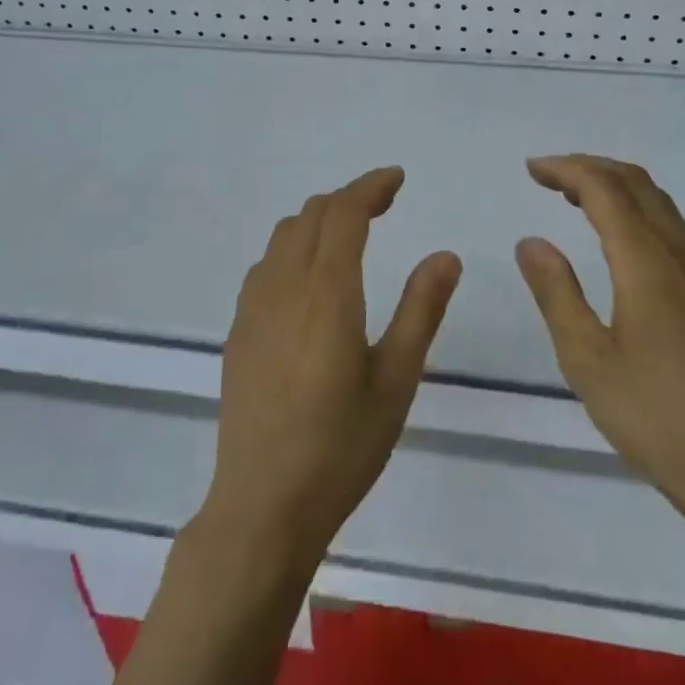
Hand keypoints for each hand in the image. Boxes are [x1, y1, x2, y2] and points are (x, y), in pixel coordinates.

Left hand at [198, 166, 461, 574]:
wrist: (262, 506)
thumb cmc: (341, 447)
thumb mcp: (396, 381)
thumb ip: (420, 310)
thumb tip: (446, 255)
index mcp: (326, 293)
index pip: (344, 214)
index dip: (370, 187)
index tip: (397, 178)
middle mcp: (283, 286)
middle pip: (310, 215)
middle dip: (348, 198)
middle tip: (384, 204)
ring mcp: (253, 308)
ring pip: (283, 236)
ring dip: (318, 220)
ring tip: (350, 232)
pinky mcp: (239, 330)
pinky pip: (266, 265)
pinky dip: (294, 248)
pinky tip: (311, 277)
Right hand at [514, 154, 684, 529]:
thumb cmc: (654, 416)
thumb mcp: (586, 359)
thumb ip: (556, 293)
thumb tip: (531, 241)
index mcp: (646, 263)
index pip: (603, 189)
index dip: (566, 169)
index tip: (532, 170)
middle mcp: (681, 256)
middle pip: (637, 184)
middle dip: (591, 168)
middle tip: (550, 177)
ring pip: (662, 206)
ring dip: (618, 189)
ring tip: (579, 202)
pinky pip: (678, 233)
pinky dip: (642, 216)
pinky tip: (627, 250)